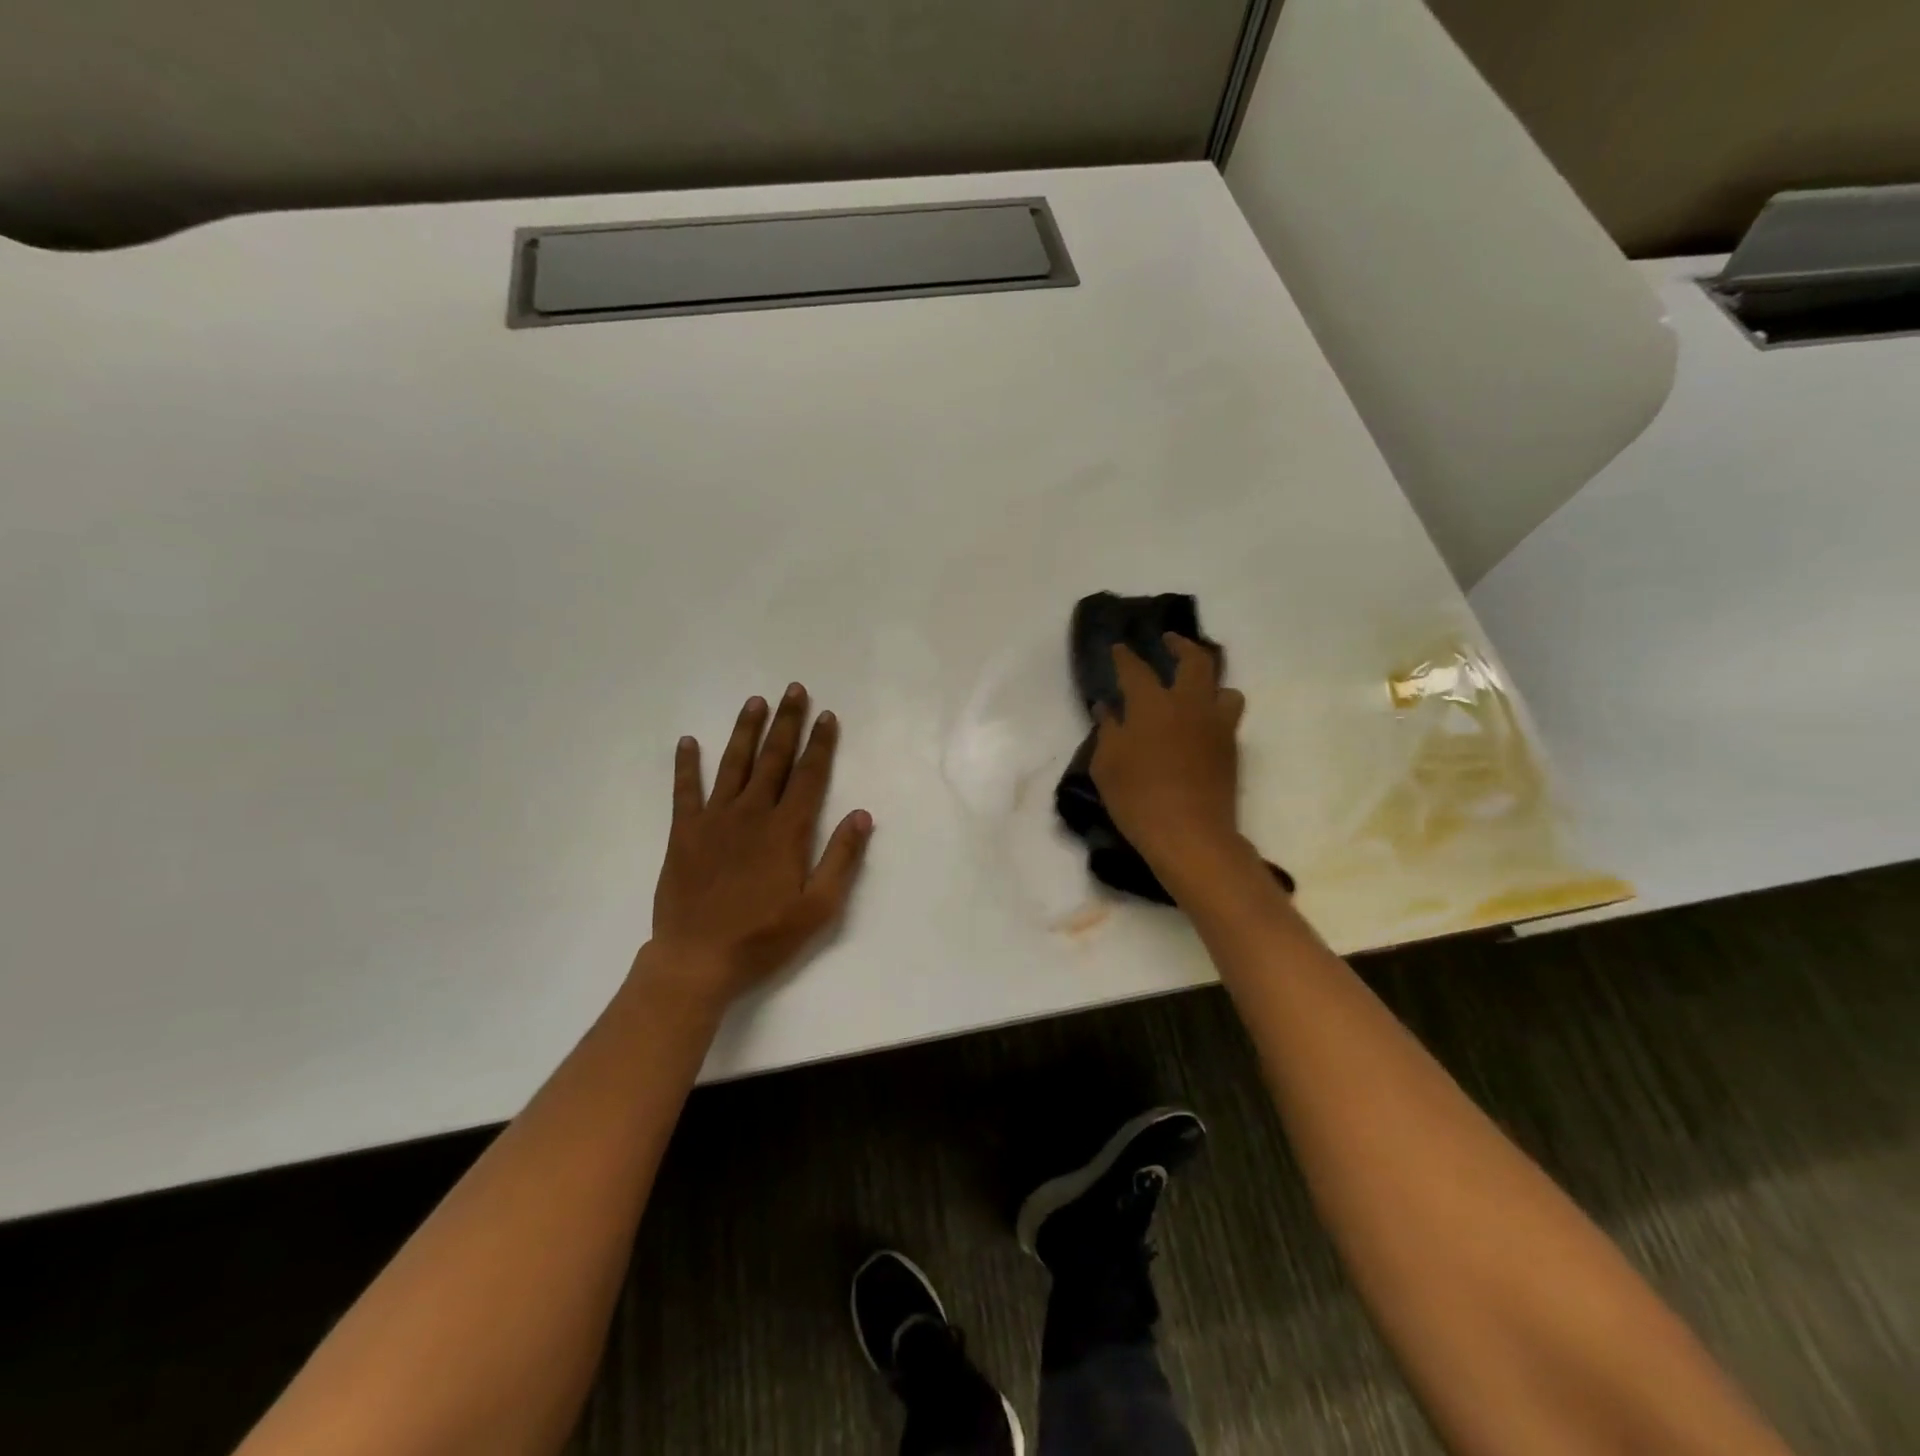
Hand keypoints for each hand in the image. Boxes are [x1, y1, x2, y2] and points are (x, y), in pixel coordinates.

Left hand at [643, 683, 872, 1007]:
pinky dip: (686, 765)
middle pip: (774, 759)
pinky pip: (684, 791)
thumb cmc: (764, 937)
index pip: (809, 776)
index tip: (827, 716)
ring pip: (733, 764)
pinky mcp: (683, 833)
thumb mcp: (818, 908)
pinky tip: (688, 741)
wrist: (697, 960)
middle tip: (794, 690)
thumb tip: (862, 815)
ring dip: (746, 731)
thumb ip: (841, 859)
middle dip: (787, 723)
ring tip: (755, 702)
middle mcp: (752, 814)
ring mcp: (714, 820)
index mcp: (786, 830)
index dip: (820, 744)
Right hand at [1090, 636, 1246, 872]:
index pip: (1136, 669)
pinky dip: (1214, 710)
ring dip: (1210, 681)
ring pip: (1224, 687)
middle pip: (1194, 660)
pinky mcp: (1231, 748)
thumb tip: (1107, 708)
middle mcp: (1188, 704)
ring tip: (1196, 687)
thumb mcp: (1106, 765)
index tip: (1119, 647)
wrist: (1189, 833)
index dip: (1125, 656)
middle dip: (1180, 645)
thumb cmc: (1137, 797)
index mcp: (1152, 704)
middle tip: (1169, 641)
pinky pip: (1228, 715)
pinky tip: (1200, 723)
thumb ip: (1107, 730)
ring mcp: (1215, 725)